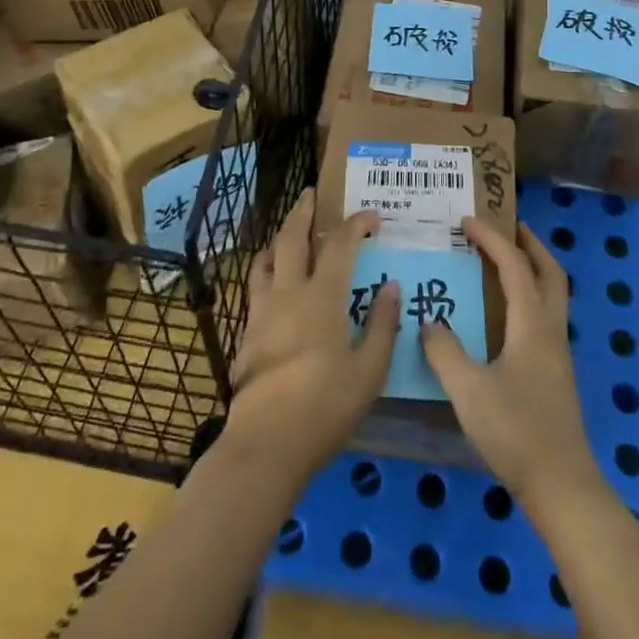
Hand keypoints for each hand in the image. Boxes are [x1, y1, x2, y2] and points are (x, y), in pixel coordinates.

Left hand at [224, 188, 398, 484]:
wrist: (266, 443)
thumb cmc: (325, 407)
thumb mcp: (368, 372)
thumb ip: (381, 326)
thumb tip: (391, 287)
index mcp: (322, 298)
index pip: (340, 245)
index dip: (356, 224)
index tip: (372, 216)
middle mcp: (289, 293)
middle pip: (292, 238)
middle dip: (303, 212)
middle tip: (310, 194)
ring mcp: (262, 311)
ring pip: (266, 259)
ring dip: (278, 238)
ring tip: (287, 233)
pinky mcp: (247, 333)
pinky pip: (255, 286)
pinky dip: (265, 269)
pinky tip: (272, 281)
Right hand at [421, 220, 600, 505]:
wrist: (561, 485)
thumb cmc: (515, 432)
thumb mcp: (468, 391)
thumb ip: (445, 352)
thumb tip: (429, 323)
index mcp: (532, 324)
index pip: (514, 266)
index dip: (491, 238)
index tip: (467, 221)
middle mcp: (551, 330)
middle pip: (550, 272)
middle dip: (530, 244)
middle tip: (507, 226)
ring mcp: (558, 352)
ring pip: (552, 294)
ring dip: (533, 269)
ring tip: (505, 262)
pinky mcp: (555, 373)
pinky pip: (545, 316)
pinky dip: (529, 297)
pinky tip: (506, 315)